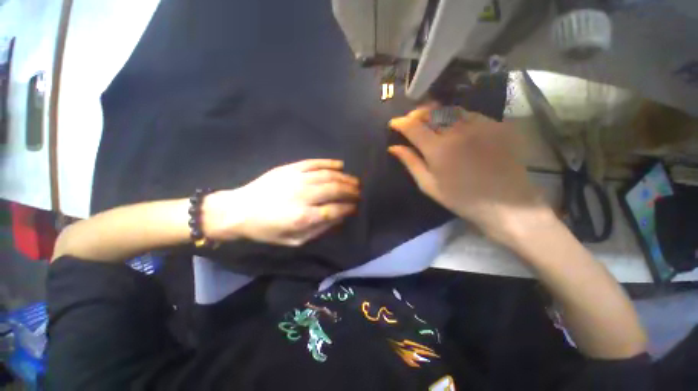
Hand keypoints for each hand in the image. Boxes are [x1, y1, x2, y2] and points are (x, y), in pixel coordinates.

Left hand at [202, 160, 359, 245]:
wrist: (239, 210)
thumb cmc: (267, 229)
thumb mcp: (294, 240)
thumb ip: (319, 230)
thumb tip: (339, 218)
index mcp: (303, 217)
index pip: (335, 210)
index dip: (349, 208)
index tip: (356, 207)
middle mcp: (303, 195)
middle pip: (335, 190)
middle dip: (351, 191)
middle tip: (359, 192)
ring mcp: (297, 179)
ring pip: (328, 175)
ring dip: (345, 178)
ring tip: (354, 181)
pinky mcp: (290, 168)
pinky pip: (315, 163)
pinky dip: (329, 163)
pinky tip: (340, 165)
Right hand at [388, 106, 551, 242]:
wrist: (506, 203)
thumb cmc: (461, 198)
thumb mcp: (429, 185)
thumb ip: (411, 163)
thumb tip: (393, 147)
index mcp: (438, 148)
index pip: (413, 126)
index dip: (401, 122)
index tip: (394, 123)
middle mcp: (458, 130)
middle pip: (432, 112)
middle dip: (417, 114)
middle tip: (411, 121)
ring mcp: (480, 125)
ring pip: (451, 109)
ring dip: (436, 113)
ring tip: (430, 121)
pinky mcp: (497, 125)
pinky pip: (470, 114)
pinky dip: (456, 117)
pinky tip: (455, 127)